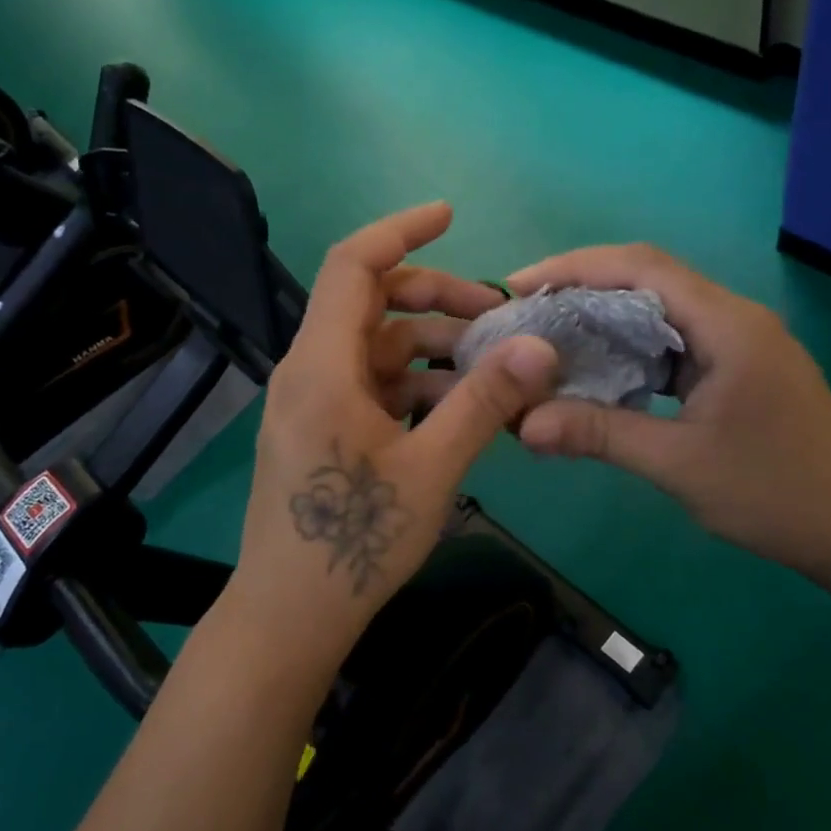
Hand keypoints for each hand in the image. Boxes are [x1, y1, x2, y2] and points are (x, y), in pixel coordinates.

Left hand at [227, 203, 559, 661]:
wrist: (291, 614)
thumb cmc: (356, 540)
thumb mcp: (433, 467)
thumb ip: (485, 400)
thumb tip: (539, 345)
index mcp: (323, 365)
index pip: (353, 265)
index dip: (401, 230)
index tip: (450, 216)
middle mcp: (310, 370)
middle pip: (372, 304)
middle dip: (436, 299)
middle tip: (496, 317)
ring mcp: (313, 401)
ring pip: (377, 348)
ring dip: (432, 348)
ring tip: (492, 370)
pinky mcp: (321, 429)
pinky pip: (372, 385)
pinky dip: (415, 384)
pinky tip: (458, 408)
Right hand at [508, 245, 830, 583]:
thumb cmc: (775, 494)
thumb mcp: (678, 464)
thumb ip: (599, 434)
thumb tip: (523, 425)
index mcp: (728, 324)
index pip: (641, 267)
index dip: (575, 266)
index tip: (519, 285)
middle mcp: (735, 317)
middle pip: (649, 278)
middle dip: (582, 287)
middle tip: (525, 312)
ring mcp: (740, 341)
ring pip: (661, 308)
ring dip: (606, 316)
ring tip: (550, 337)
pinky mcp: (739, 366)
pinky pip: (675, 340)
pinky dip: (631, 347)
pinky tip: (600, 370)